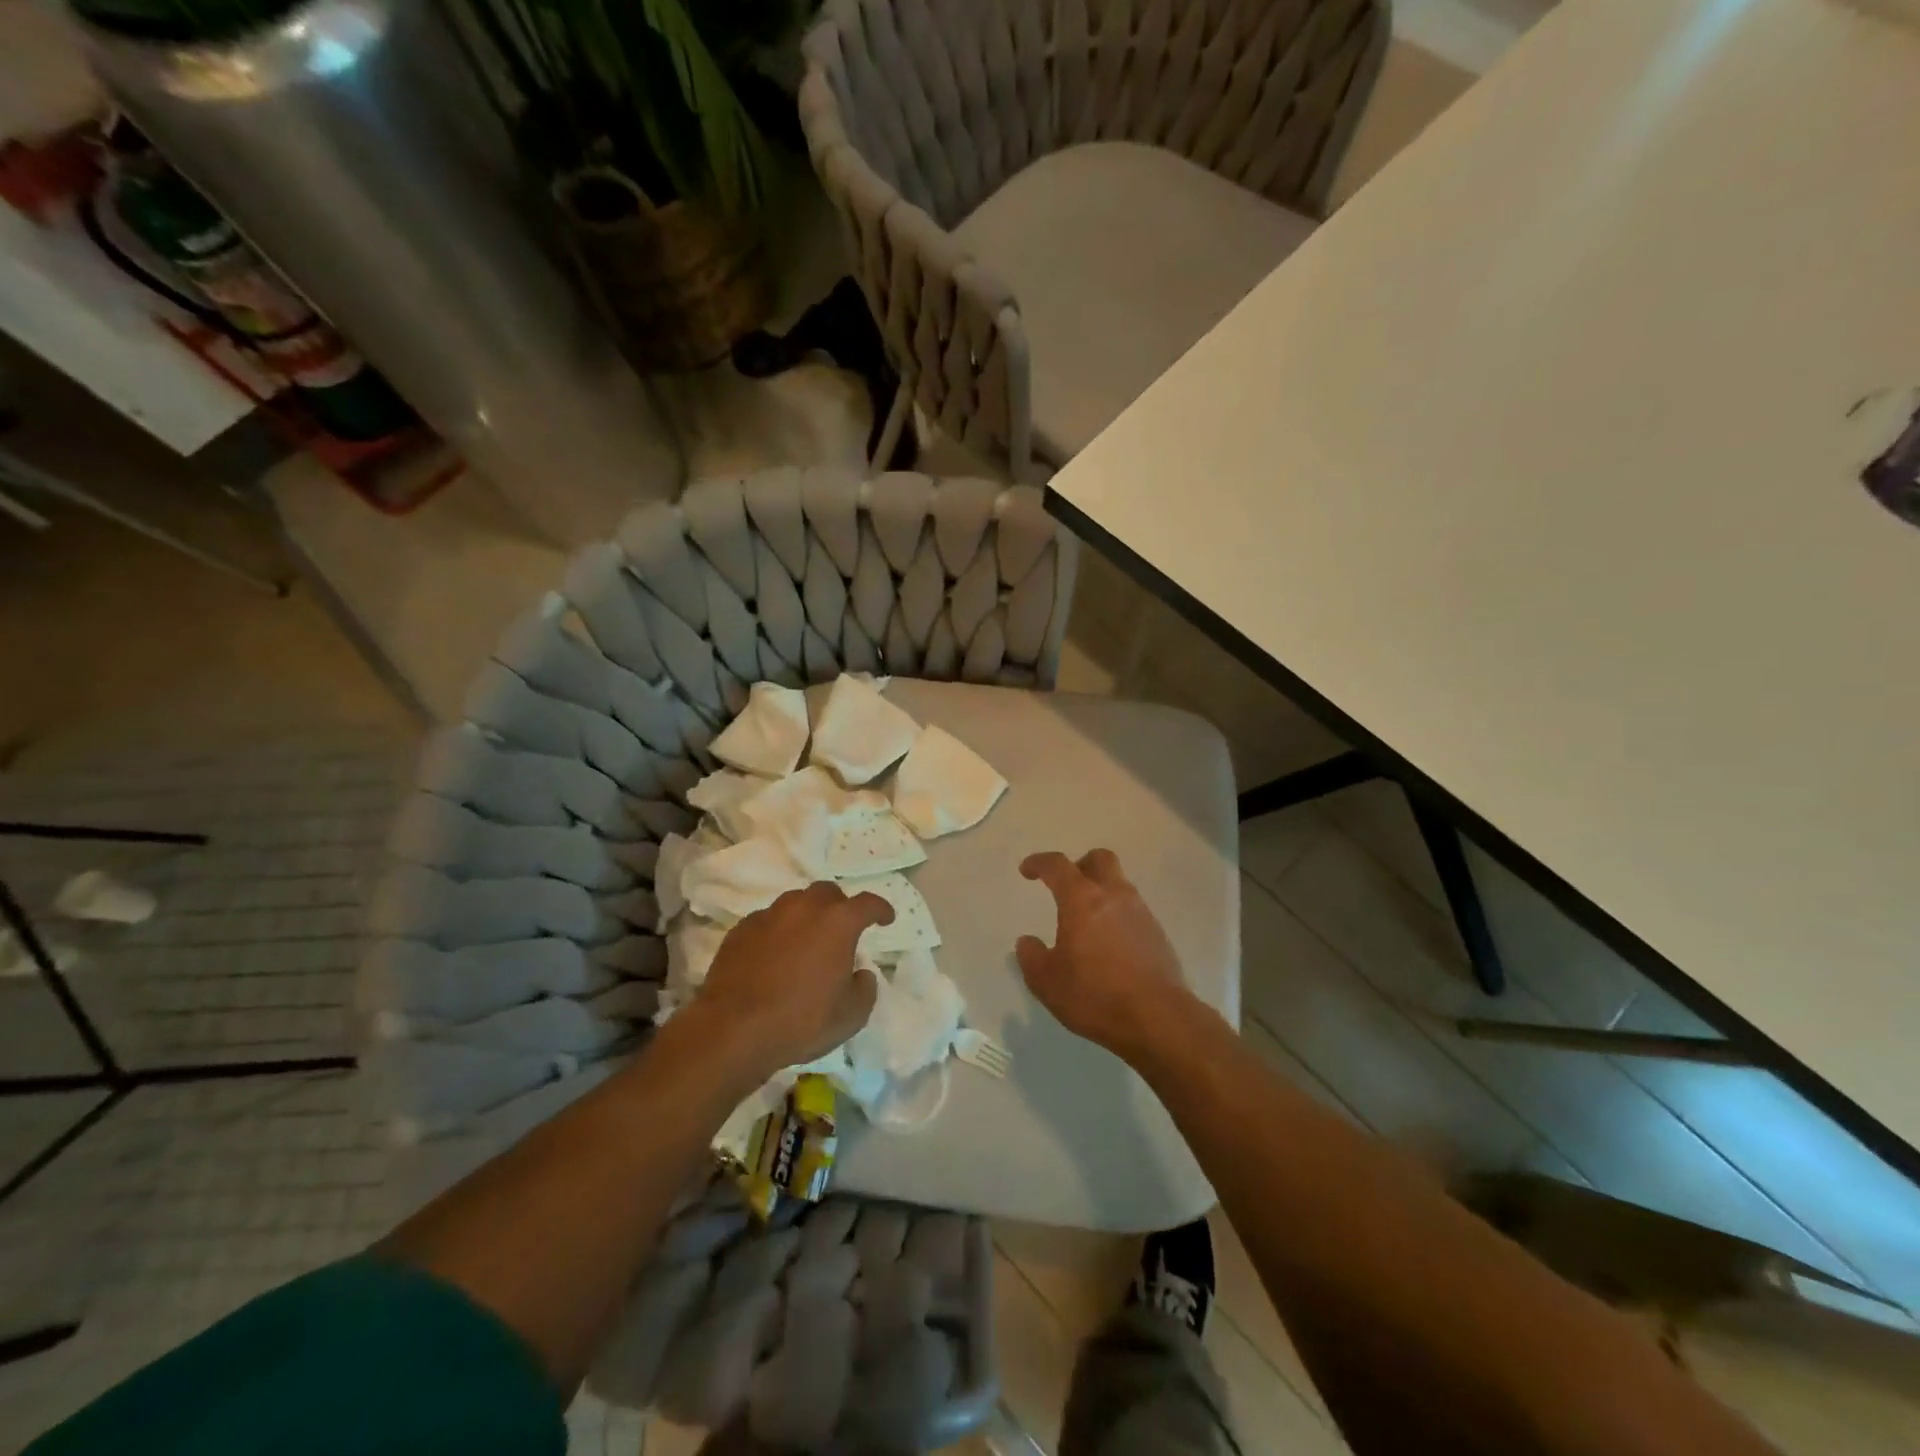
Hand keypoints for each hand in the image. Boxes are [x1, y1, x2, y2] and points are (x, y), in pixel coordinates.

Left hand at [680, 882, 892, 1082]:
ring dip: (806, 916)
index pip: (868, 903)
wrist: (733, 1029)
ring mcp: (769, 915)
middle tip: (841, 930)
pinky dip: (777, 931)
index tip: (886, 919)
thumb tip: (860, 974)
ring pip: (795, 902)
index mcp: (838, 922)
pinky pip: (767, 921)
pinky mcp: (741, 929)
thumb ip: (864, 989)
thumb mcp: (850, 1016)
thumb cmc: (801, 1021)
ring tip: (806, 941)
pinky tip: (774, 955)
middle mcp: (804, 908)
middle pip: (828, 892)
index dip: (881, 909)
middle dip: (839, 906)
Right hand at [1016, 849, 1190, 1057]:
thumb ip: (1031, 957)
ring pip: (1119, 884)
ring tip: (1087, 922)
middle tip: (1066, 886)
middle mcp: (1114, 896)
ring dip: (1101, 891)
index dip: (1039, 863)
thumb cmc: (1095, 996)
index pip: (1057, 866)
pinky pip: (1133, 910)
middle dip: (1079, 865)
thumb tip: (1027, 942)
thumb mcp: (1047, 982)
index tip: (1027, 870)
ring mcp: (1141, 912)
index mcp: (1082, 900)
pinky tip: (1109, 944)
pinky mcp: (1158, 933)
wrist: (1158, 1018)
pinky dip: (1117, 916)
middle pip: (1099, 859)